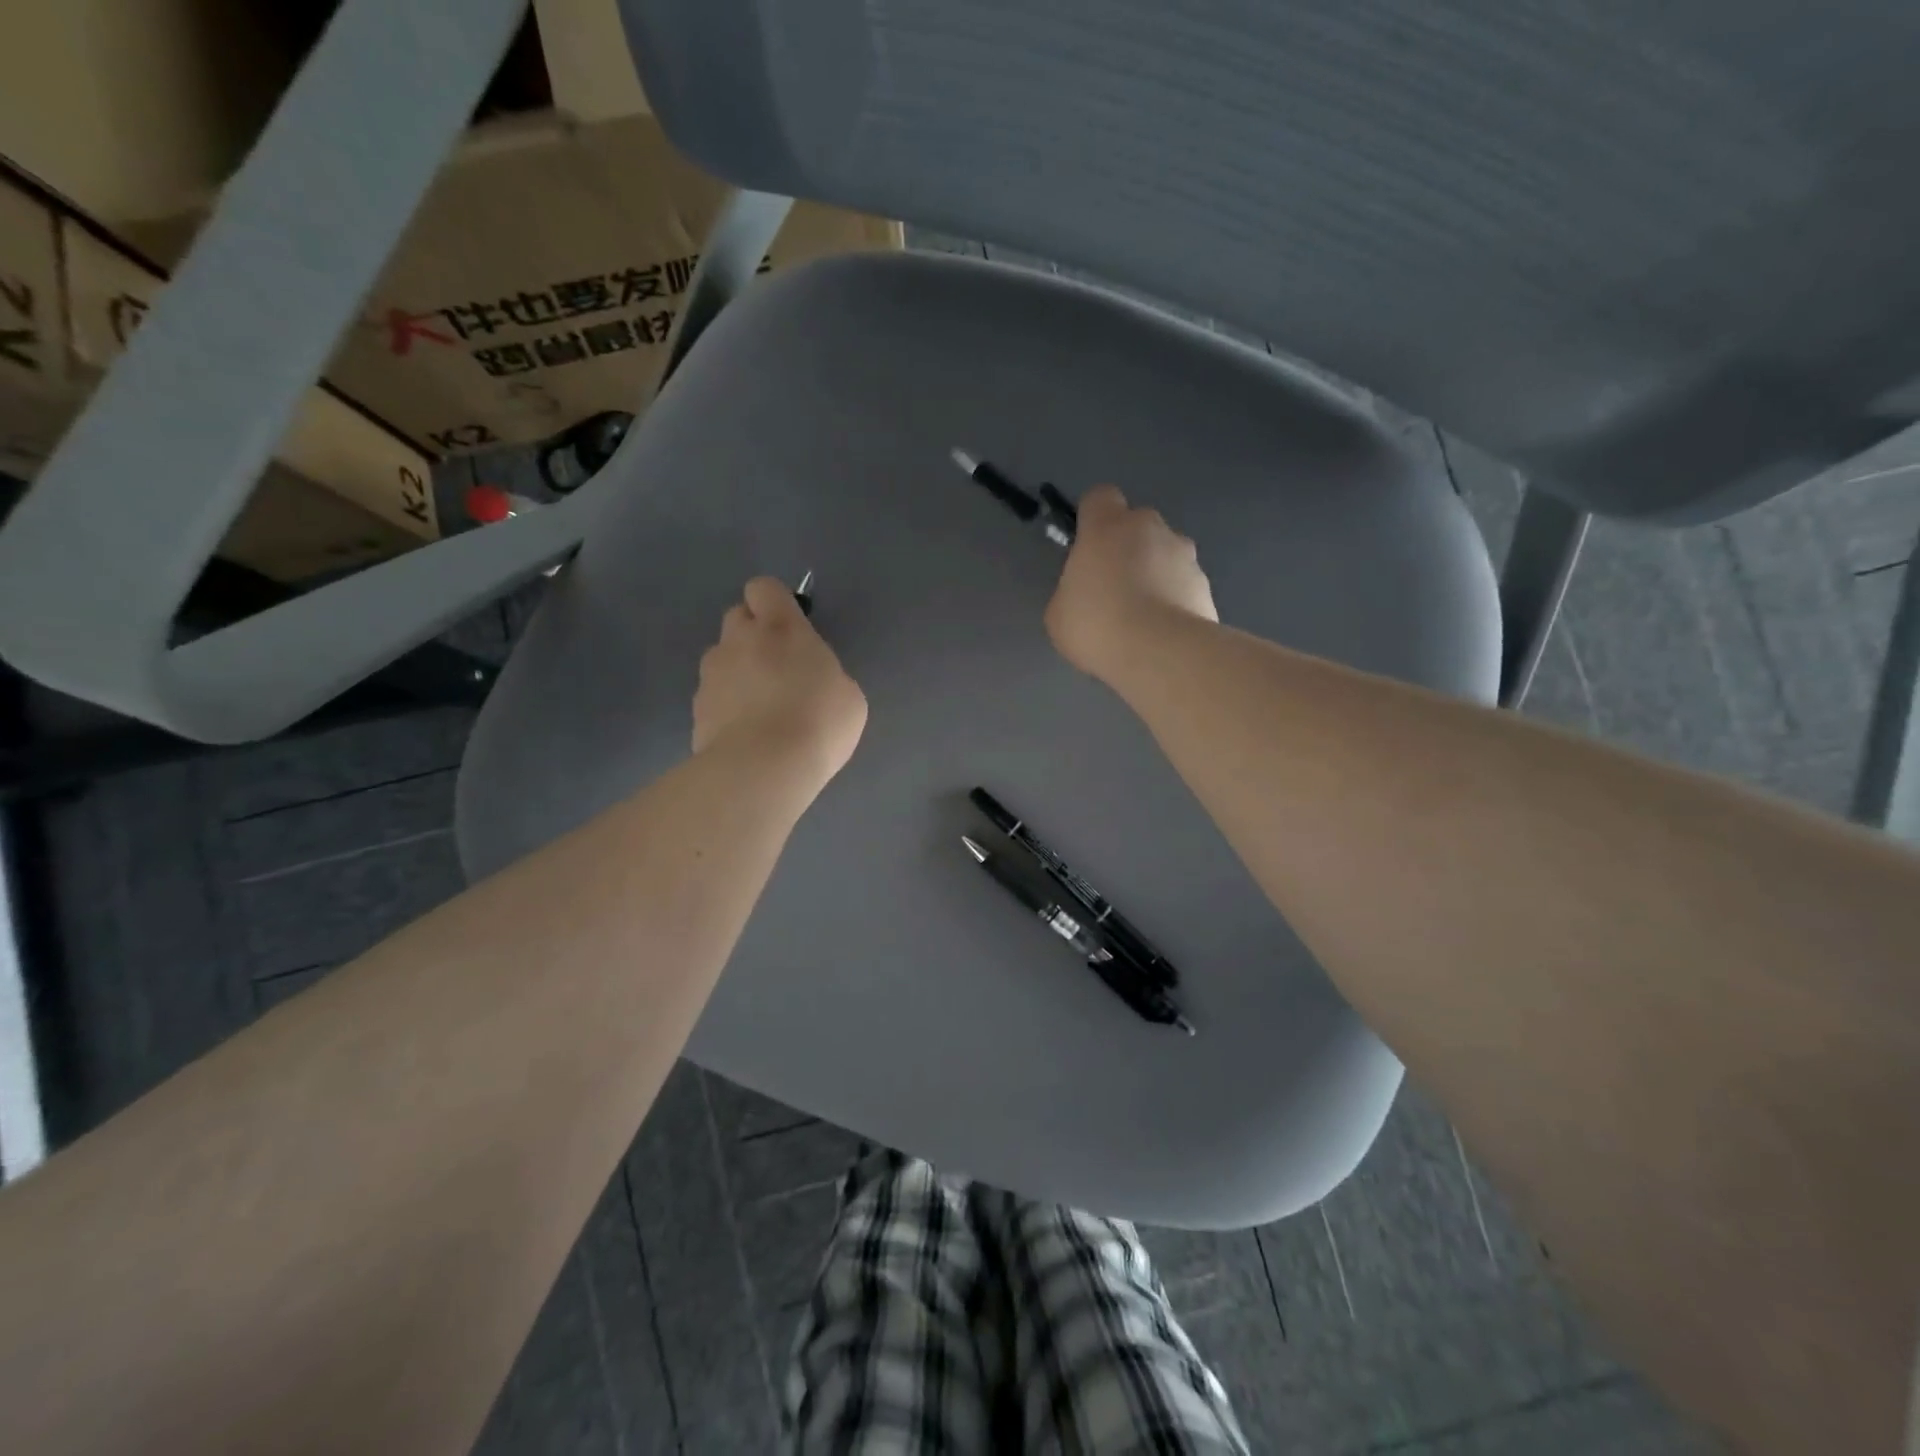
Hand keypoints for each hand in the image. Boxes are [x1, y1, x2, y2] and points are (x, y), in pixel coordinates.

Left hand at [693, 578, 866, 782]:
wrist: (763, 768)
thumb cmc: (818, 722)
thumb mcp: (847, 695)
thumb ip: (824, 674)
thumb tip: (811, 680)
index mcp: (781, 628)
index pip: (764, 588)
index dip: (774, 603)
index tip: (789, 627)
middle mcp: (739, 641)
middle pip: (737, 617)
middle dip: (753, 634)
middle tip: (777, 668)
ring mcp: (711, 675)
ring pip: (721, 658)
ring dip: (737, 672)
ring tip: (760, 710)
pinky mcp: (696, 710)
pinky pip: (713, 697)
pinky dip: (726, 708)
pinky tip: (746, 736)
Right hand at [1046, 484, 1217, 677]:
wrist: (1160, 653)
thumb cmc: (1097, 624)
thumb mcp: (1059, 613)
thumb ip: (1072, 591)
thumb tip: (1085, 593)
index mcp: (1107, 526)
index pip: (1099, 497)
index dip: (1092, 518)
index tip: (1086, 546)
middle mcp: (1150, 528)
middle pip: (1137, 526)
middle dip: (1127, 549)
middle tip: (1113, 589)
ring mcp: (1184, 555)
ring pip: (1165, 554)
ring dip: (1154, 574)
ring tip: (1142, 618)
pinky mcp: (1206, 585)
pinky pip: (1183, 585)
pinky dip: (1174, 601)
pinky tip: (1162, 634)